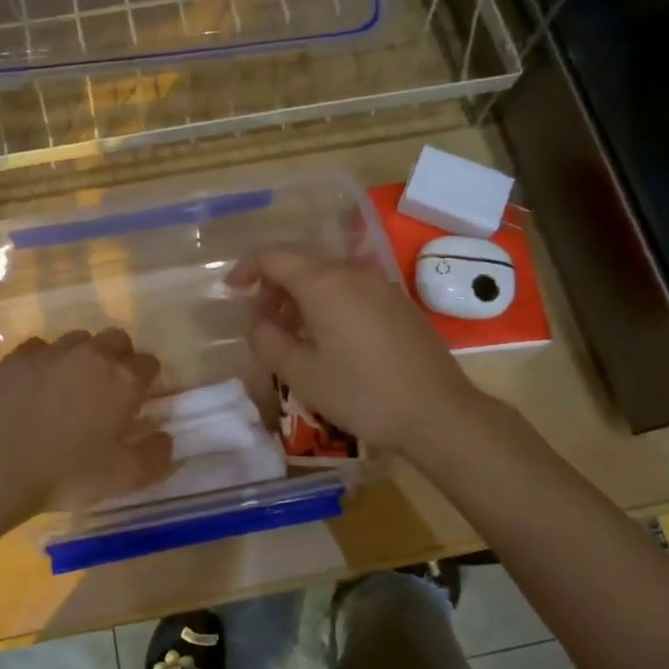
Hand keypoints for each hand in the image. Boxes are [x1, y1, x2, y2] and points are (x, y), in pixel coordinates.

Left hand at [0, 329, 172, 512]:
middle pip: (118, 339)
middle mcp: (92, 355)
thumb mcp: (123, 478)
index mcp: (123, 380)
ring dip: (83, 356)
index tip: (139, 401)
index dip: (147, 380)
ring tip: (71, 386)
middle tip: (108, 389)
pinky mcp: (19, 356)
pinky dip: (46, 361)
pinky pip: (41, 348)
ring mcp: (53, 351)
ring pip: (80, 339)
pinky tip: (37, 385)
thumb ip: (156, 457)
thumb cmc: (66, 473)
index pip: (150, 363)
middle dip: (119, 357)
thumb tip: (167, 439)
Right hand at [228, 249, 485, 456]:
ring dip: (300, 296)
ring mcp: (380, 286)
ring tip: (290, 332)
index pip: (274, 257)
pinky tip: (327, 337)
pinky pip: (351, 289)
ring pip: (328, 276)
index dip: (246, 269)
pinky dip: (327, 302)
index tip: (231, 292)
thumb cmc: (361, 392)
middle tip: (260, 320)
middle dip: (273, 286)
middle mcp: (352, 273)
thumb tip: (256, 321)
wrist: (437, 412)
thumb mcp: (301, 373)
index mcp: (324, 283)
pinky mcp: (398, 303)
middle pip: (302, 263)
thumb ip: (268, 340)